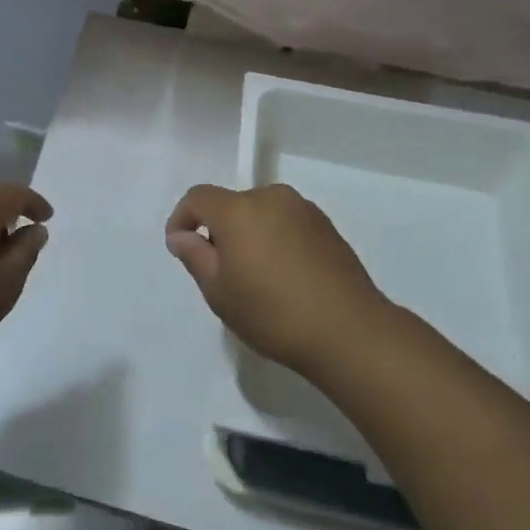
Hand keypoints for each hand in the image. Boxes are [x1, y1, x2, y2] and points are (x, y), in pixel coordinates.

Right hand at [165, 183, 387, 377]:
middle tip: (221, 272)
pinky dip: (276, 240)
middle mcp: (271, 197)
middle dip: (219, 230)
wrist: (349, 331)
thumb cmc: (272, 313)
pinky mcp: (327, 226)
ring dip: (250, 234)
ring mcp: (303, 210)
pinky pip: (287, 224)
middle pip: (232, 204)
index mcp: (238, 209)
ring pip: (261, 213)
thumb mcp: (219, 292)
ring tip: (257, 277)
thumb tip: (181, 235)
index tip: (180, 247)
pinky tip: (285, 277)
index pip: (198, 197)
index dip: (182, 218)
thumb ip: (195, 256)